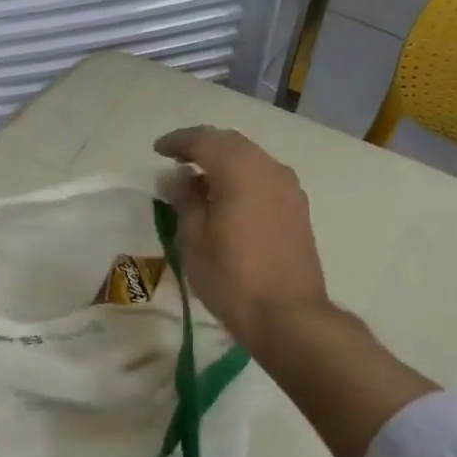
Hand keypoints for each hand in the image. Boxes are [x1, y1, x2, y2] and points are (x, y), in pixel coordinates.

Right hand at [154, 126, 327, 350]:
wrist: (288, 316)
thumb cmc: (232, 279)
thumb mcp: (194, 240)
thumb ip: (185, 200)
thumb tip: (177, 177)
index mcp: (241, 172)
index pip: (205, 140)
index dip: (179, 141)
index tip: (158, 151)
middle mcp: (270, 170)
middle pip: (232, 143)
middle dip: (202, 146)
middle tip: (176, 160)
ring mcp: (289, 189)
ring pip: (251, 159)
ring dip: (223, 162)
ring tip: (199, 181)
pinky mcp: (297, 210)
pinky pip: (264, 178)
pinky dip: (241, 177)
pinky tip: (226, 199)